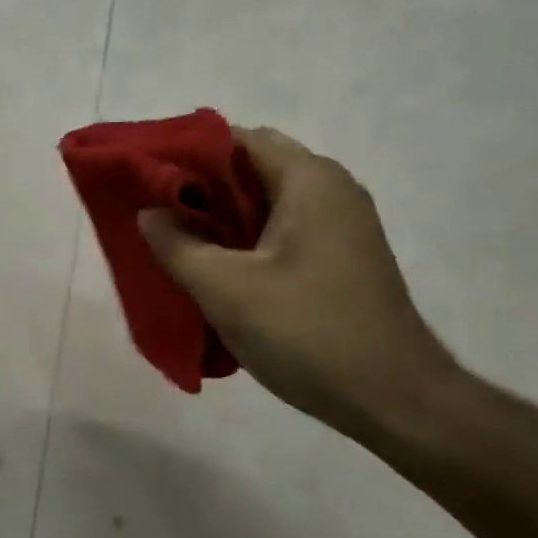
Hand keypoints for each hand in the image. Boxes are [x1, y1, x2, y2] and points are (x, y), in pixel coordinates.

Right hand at [139, 127, 457, 441]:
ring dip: (219, 219)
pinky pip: (281, 232)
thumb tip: (148, 214)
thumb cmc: (306, 332)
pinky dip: (244, 242)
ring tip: (174, 243)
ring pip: (264, 204)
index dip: (185, 153)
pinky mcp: (340, 259)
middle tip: (153, 215)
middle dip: (199, 189)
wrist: (393, 399)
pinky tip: (215, 271)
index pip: (236, 138)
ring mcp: (340, 226)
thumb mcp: (225, 289)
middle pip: (250, 168)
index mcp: (309, 180)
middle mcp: (330, 190)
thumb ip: (177, 245)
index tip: (144, 177)